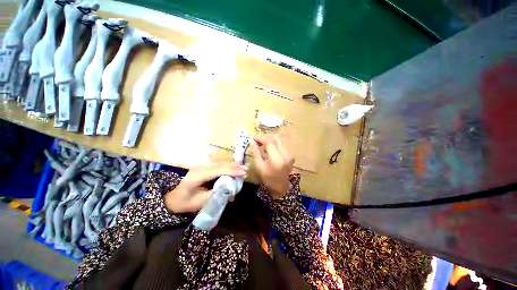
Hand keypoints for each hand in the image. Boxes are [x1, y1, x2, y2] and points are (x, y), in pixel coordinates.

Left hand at [164, 162, 246, 212]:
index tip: (242, 173)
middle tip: (245, 170)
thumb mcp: (201, 202)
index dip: (231, 171)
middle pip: (219, 164)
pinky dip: (227, 166)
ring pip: (219, 163)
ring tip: (242, 167)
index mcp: (196, 176)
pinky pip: (217, 164)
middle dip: (234, 167)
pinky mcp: (203, 167)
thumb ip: (216, 194)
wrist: (172, 198)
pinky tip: (234, 167)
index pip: (217, 170)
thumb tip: (231, 191)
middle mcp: (199, 168)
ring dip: (231, 165)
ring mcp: (201, 166)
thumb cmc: (185, 202)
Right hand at [251, 135, 294, 198]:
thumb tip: (251, 141)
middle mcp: (285, 155)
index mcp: (276, 159)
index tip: (253, 138)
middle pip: (275, 138)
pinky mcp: (290, 155)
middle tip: (257, 141)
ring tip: (262, 145)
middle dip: (265, 138)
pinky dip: (274, 144)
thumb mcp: (259, 166)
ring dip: (270, 141)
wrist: (281, 187)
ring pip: (279, 141)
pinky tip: (268, 149)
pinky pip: (281, 145)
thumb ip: (255, 152)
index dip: (260, 138)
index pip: (269, 142)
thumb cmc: (268, 178)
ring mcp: (289, 154)